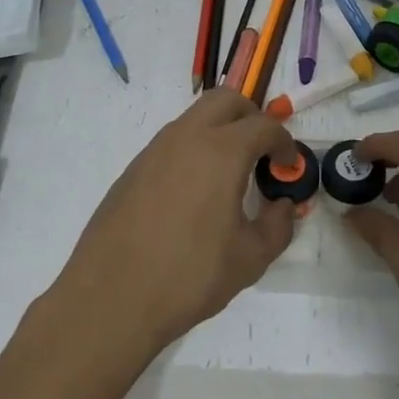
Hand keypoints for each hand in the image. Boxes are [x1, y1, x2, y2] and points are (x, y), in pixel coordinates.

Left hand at [53, 88, 298, 357]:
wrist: (111, 298)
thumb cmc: (189, 276)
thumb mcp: (250, 258)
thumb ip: (277, 226)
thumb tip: (282, 206)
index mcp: (221, 151)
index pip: (264, 126)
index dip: (285, 143)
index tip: (288, 167)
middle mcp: (187, 138)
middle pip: (227, 100)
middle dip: (251, 118)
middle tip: (261, 154)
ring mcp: (154, 150)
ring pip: (195, 117)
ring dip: (219, 131)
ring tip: (228, 176)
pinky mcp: (133, 169)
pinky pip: (172, 143)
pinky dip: (193, 151)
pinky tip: (193, 195)